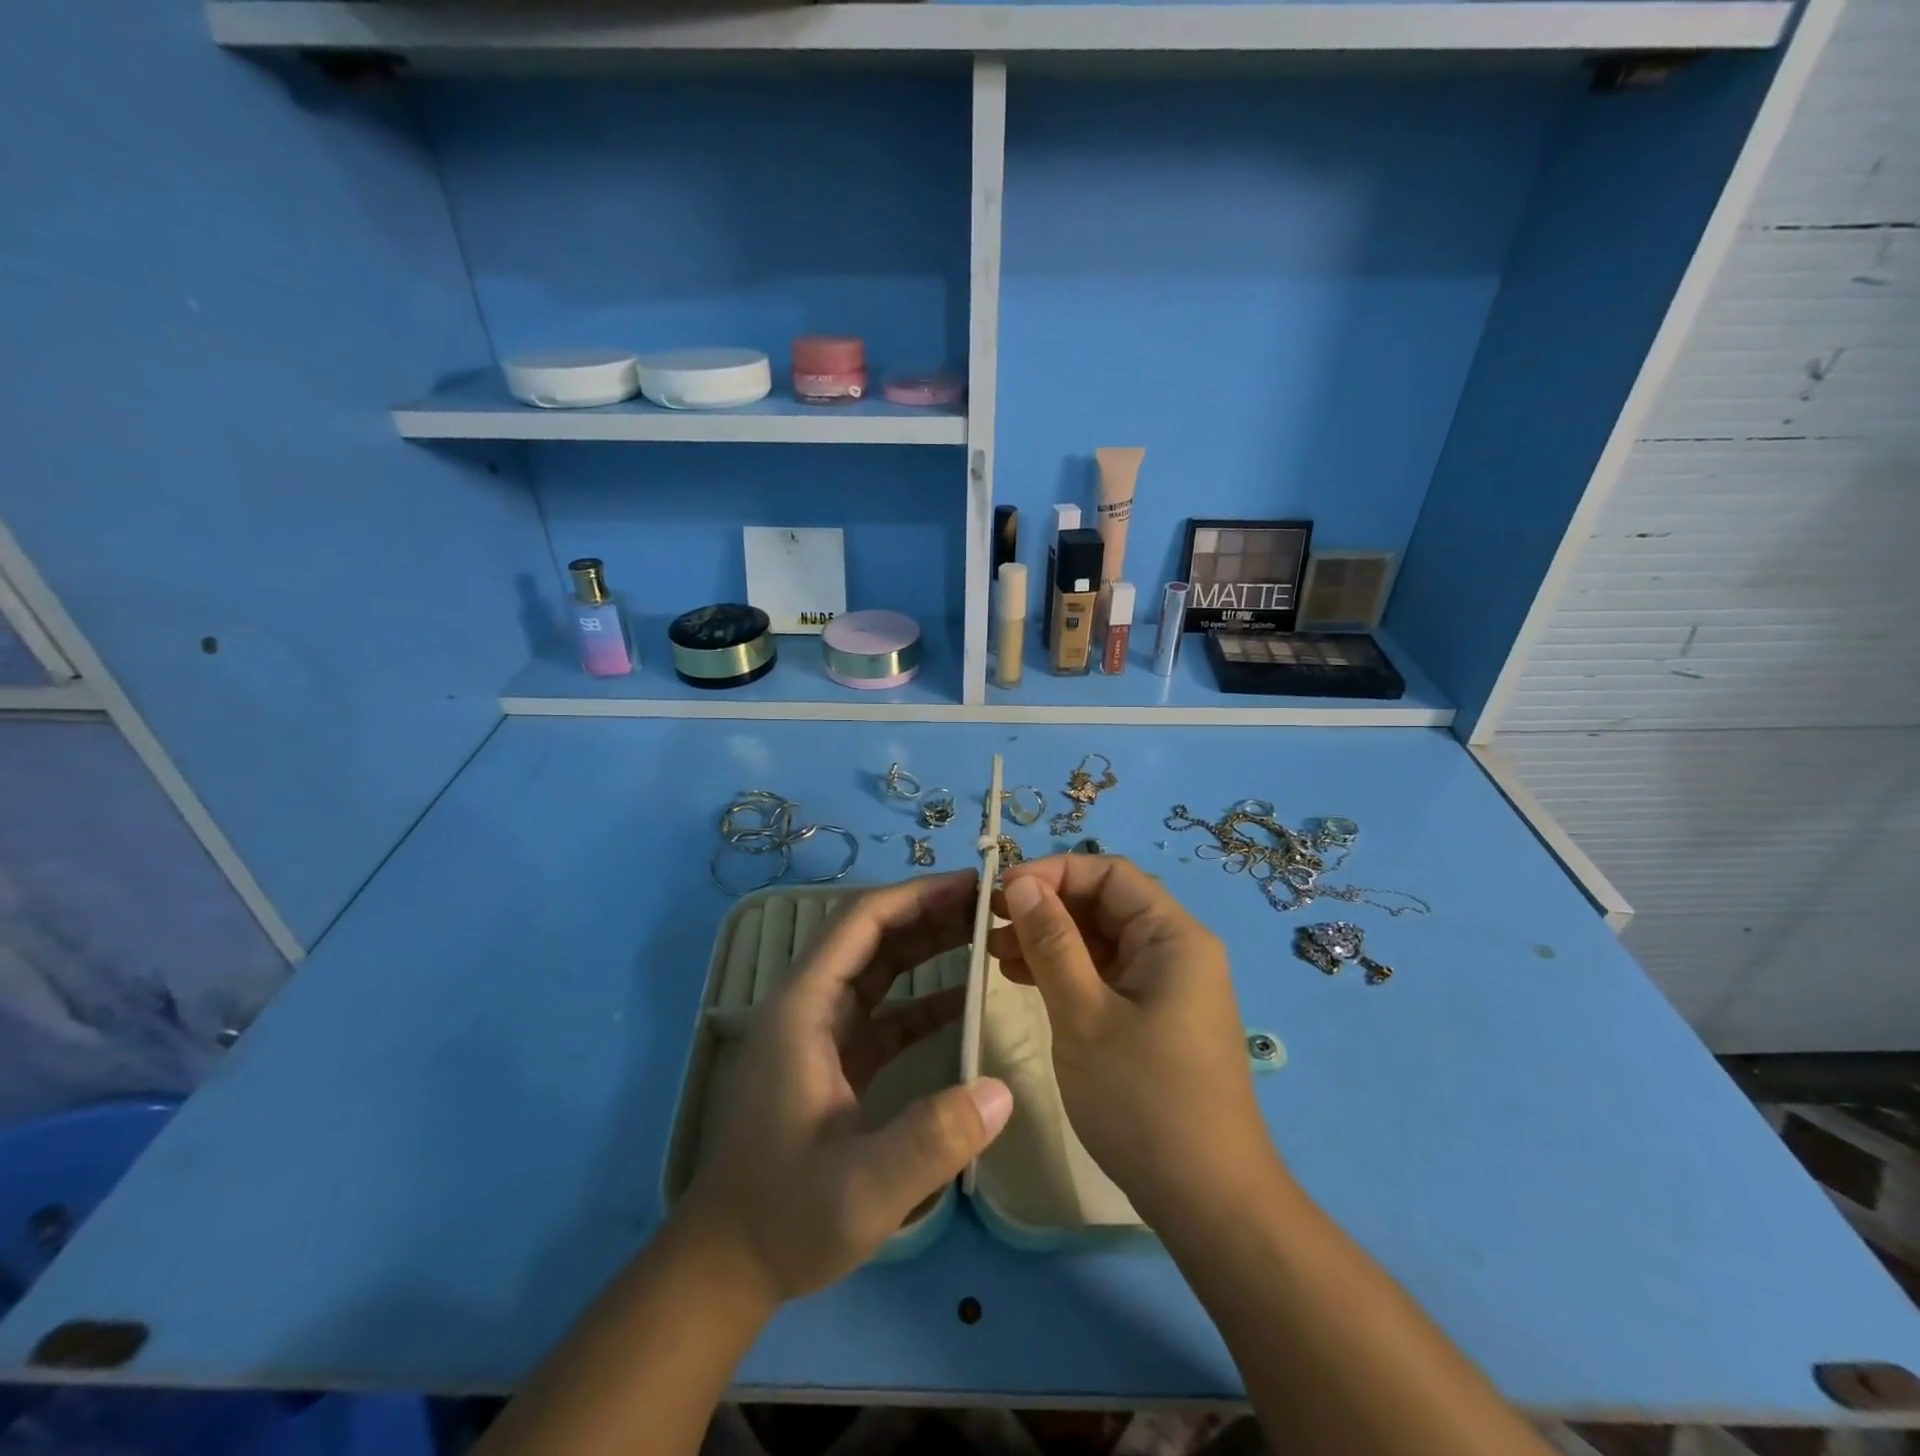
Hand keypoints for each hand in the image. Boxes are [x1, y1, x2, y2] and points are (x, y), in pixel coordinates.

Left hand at [683, 872, 1013, 1303]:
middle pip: (871, 934)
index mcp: (803, 1008)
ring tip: (985, 935)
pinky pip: (883, 1011)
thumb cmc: (784, 1218)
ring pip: (878, 967)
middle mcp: (808, 1005)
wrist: (726, 1266)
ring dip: (928, 947)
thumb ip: (932, 1139)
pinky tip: (966, 1003)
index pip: (862, 922)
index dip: (916, 895)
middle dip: (929, 913)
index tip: (972, 886)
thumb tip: (1002, 1090)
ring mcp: (819, 1032)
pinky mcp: (833, 1059)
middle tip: (991, 906)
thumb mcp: (863, 1188)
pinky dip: (922, 999)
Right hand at [990, 856, 1277, 1231]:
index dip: (1053, 873)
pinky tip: (1024, 979)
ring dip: (1050, 939)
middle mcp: (1176, 950)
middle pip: (1105, 904)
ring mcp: (1167, 986)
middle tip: (991, 925)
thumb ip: (1052, 943)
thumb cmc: (1144, 1100)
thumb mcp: (1085, 1015)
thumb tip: (1023, 883)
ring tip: (995, 952)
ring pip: (1101, 940)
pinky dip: (1066, 971)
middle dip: (1047, 908)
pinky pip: (1106, 975)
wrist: (1209, 1202)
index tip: (1002, 892)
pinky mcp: (1155, 1017)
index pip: (1109, 874)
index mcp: (1173, 936)